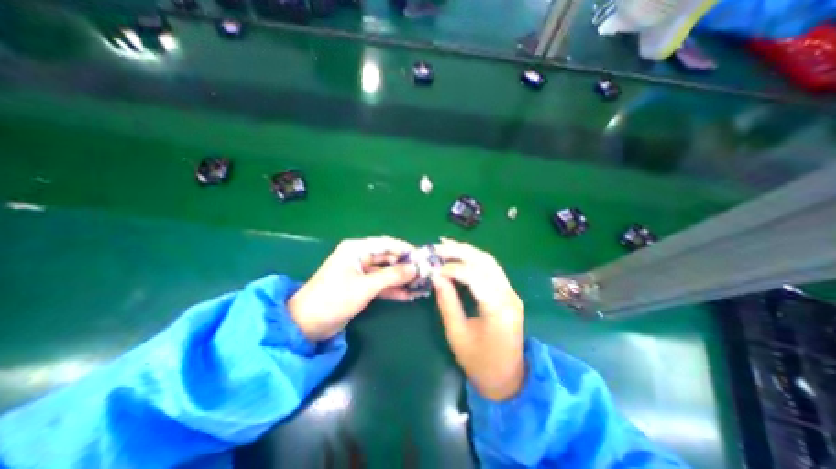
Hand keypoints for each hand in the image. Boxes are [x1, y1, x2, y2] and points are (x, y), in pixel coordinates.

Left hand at [288, 238, 417, 339]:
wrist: (307, 324)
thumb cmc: (335, 298)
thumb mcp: (366, 286)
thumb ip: (392, 276)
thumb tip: (416, 269)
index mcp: (357, 249)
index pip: (386, 244)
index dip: (405, 249)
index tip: (422, 257)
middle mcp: (359, 257)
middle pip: (387, 258)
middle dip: (405, 266)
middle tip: (424, 274)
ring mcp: (360, 272)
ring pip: (385, 272)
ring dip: (400, 279)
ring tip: (419, 285)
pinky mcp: (360, 286)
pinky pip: (380, 284)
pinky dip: (392, 289)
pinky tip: (407, 295)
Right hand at [430, 241, 519, 401]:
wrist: (508, 379)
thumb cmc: (479, 362)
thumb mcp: (457, 334)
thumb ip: (447, 302)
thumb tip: (436, 276)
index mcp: (498, 309)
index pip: (475, 276)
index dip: (453, 268)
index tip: (434, 268)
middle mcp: (509, 295)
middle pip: (485, 262)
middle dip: (460, 251)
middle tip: (438, 246)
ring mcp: (511, 293)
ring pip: (489, 261)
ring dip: (467, 251)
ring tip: (446, 245)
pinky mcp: (508, 293)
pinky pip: (491, 269)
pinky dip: (474, 259)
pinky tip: (460, 255)